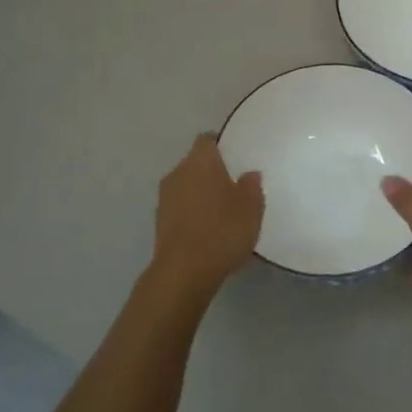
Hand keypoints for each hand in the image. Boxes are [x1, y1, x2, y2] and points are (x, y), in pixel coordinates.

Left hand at [150, 134, 263, 292]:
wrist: (184, 272)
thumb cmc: (222, 230)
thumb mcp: (251, 208)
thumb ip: (252, 186)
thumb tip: (249, 174)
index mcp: (200, 161)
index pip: (207, 139)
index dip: (221, 145)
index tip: (236, 156)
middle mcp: (178, 172)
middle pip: (195, 163)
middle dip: (212, 171)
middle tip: (234, 185)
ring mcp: (165, 198)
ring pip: (186, 186)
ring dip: (200, 193)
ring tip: (222, 210)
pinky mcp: (159, 222)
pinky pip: (180, 207)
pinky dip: (192, 212)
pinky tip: (208, 229)